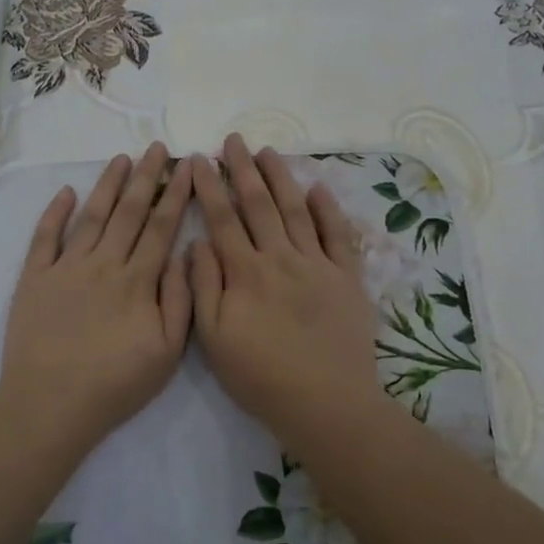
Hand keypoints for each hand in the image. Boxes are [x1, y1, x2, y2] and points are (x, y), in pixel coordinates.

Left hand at [0, 143, 194, 445]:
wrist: (50, 404)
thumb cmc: (115, 384)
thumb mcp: (167, 353)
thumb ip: (179, 300)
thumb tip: (182, 255)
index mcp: (137, 281)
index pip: (161, 226)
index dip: (176, 193)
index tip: (187, 166)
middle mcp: (103, 264)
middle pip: (129, 211)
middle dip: (146, 176)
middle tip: (156, 147)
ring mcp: (66, 267)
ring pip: (92, 216)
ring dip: (107, 184)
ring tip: (120, 158)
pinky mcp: (35, 278)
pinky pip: (45, 237)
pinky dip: (55, 212)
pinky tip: (66, 192)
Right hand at [188, 134, 381, 436]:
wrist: (325, 403)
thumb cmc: (261, 376)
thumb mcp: (214, 339)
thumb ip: (204, 286)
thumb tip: (197, 243)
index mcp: (245, 272)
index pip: (222, 218)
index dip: (210, 186)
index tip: (200, 159)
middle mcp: (280, 258)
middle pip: (259, 204)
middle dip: (244, 169)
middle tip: (234, 140)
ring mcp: (317, 264)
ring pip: (296, 210)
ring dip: (281, 178)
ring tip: (268, 151)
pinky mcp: (346, 277)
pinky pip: (338, 235)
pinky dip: (329, 209)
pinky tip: (319, 188)